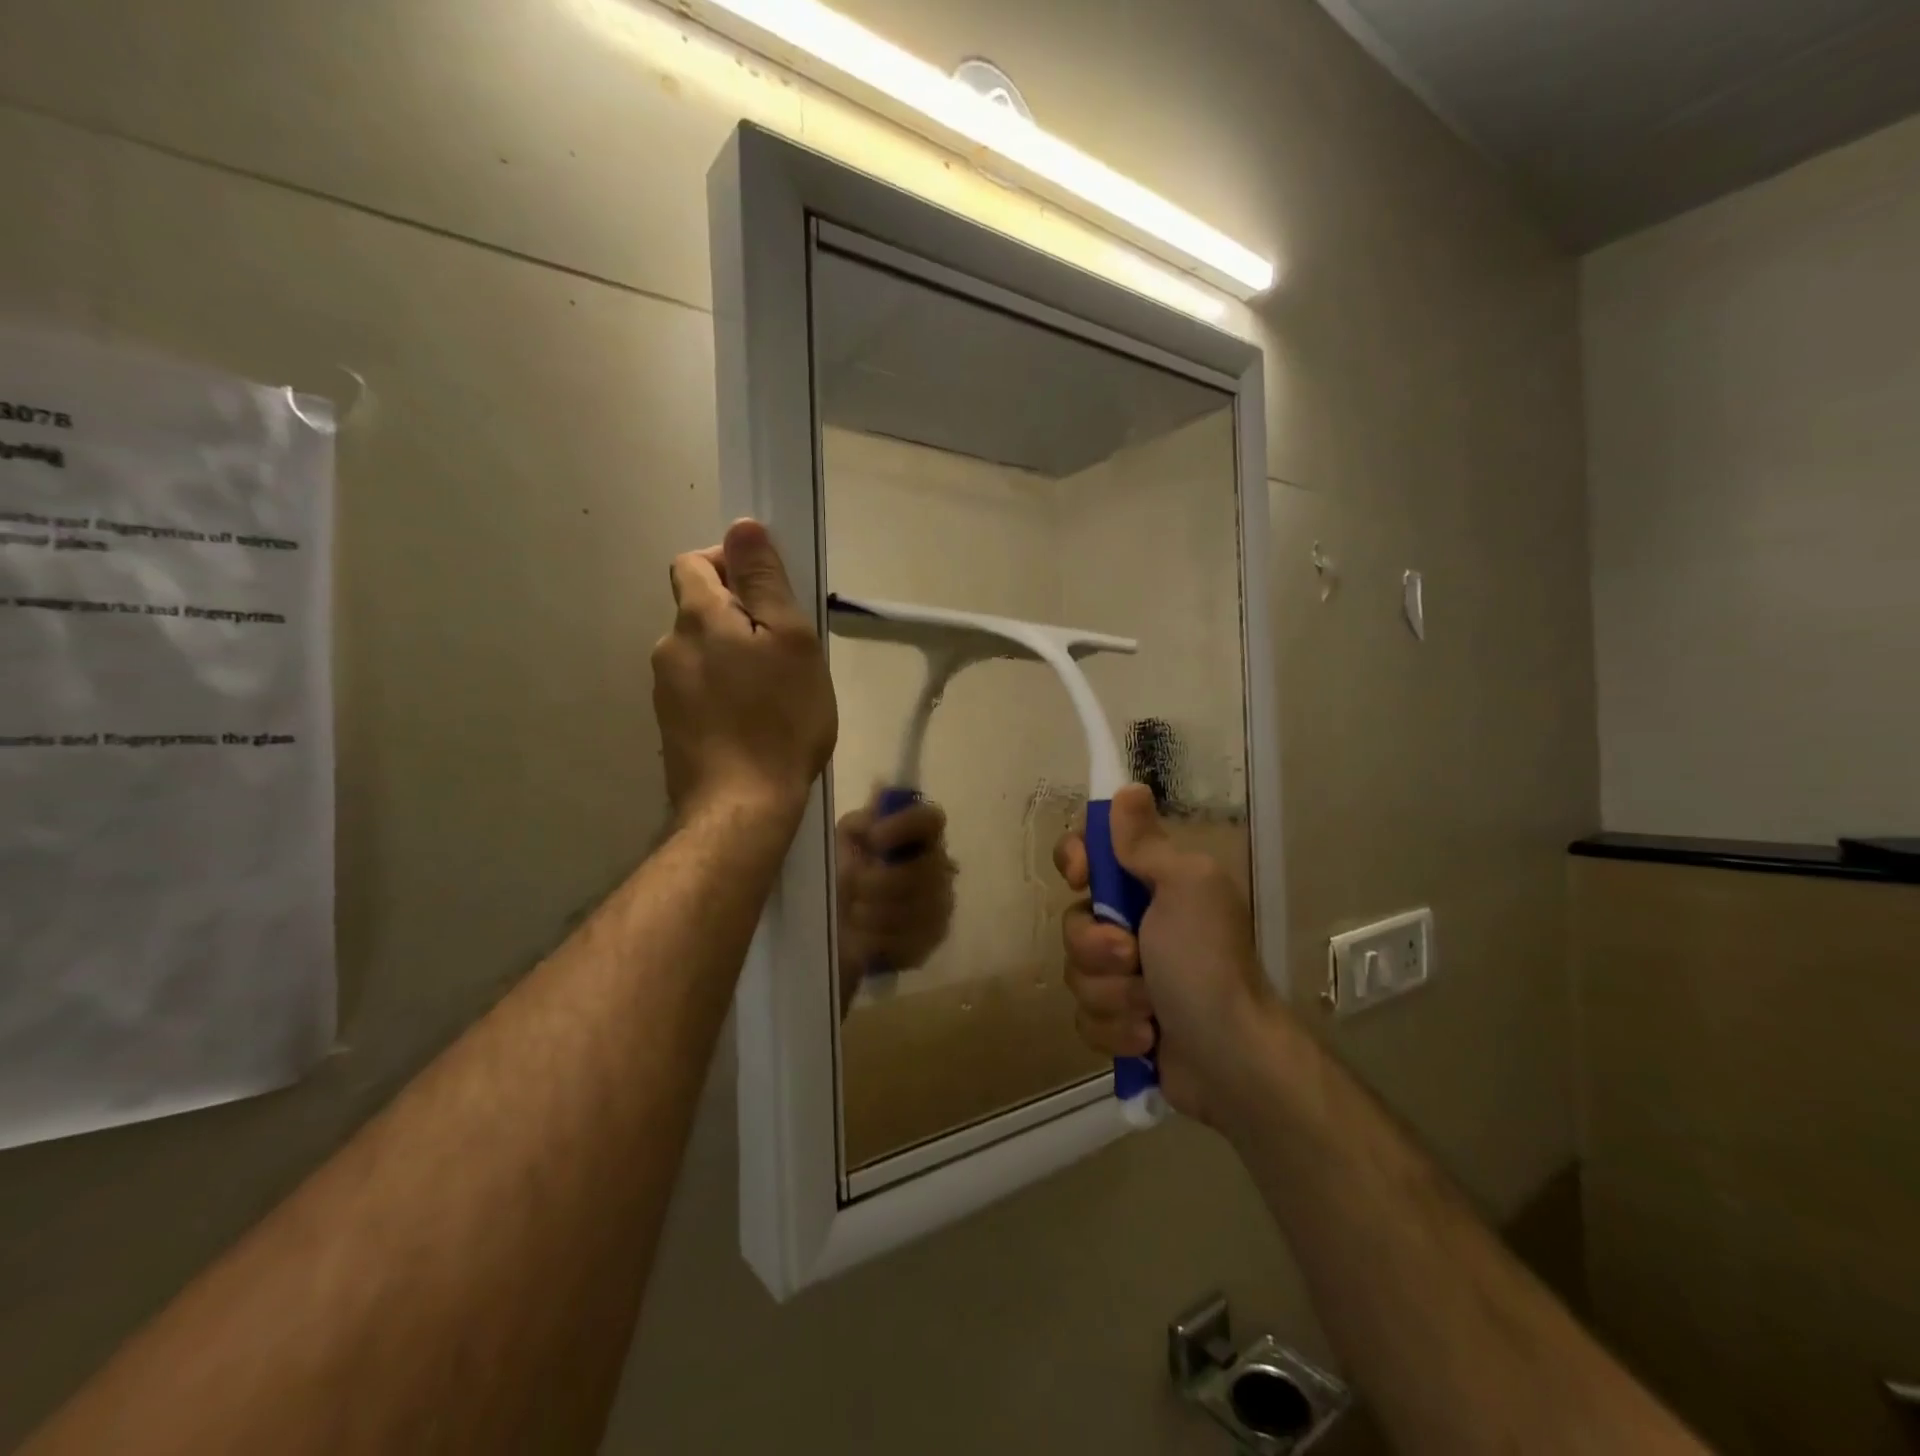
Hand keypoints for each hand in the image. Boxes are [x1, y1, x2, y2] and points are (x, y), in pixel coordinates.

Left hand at [652, 519, 837, 821]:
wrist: (741, 807)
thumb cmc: (779, 719)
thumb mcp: (791, 640)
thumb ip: (764, 581)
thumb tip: (742, 527)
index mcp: (697, 618)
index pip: (694, 562)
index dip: (729, 564)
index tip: (768, 594)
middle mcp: (669, 647)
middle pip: (699, 610)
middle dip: (738, 617)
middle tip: (784, 651)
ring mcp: (665, 691)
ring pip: (701, 653)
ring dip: (732, 658)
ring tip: (773, 693)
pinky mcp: (672, 728)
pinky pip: (699, 690)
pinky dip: (723, 692)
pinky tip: (752, 722)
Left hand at [835, 793, 956, 1011]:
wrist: (835, 929)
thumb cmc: (841, 875)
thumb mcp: (842, 844)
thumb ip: (861, 822)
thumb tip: (880, 791)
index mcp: (919, 836)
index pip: (931, 819)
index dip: (904, 826)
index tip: (873, 838)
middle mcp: (940, 867)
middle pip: (922, 870)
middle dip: (878, 882)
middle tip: (851, 886)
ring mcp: (941, 905)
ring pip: (913, 908)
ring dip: (873, 912)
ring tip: (853, 912)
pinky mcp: (933, 939)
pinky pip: (909, 939)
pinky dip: (878, 938)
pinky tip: (863, 936)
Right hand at [1055, 784, 1272, 1124]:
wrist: (1232, 1062)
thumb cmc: (1208, 963)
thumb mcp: (1185, 888)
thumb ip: (1146, 843)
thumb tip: (1128, 788)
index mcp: (1153, 885)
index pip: (1091, 853)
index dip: (1076, 860)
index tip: (1082, 877)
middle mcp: (1135, 925)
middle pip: (1074, 920)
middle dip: (1097, 947)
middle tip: (1134, 958)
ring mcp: (1126, 977)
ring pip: (1076, 974)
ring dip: (1112, 995)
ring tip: (1151, 1011)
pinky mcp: (1120, 1022)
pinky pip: (1086, 1018)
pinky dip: (1116, 1031)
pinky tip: (1148, 1039)